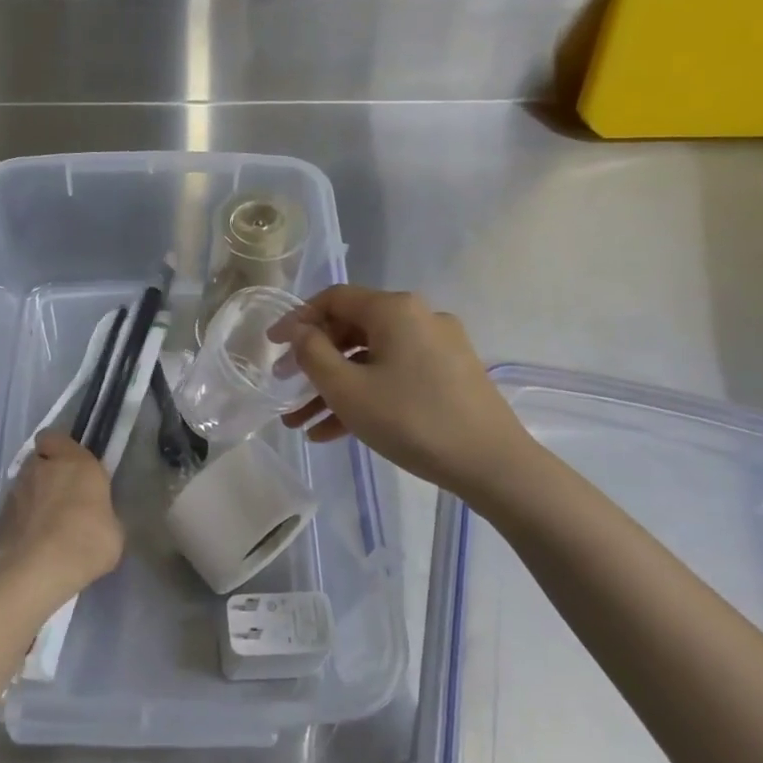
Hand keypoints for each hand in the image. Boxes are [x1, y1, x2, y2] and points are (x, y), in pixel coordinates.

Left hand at [0, 432, 123, 608]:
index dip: (61, 449)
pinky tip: (32, 543)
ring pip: (24, 484)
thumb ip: (102, 513)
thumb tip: (95, 517)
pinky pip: (13, 511)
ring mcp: (15, 491)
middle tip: (62, 497)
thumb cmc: (85, 543)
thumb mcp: (113, 531)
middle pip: (39, 460)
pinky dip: (21, 521)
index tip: (73, 467)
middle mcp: (41, 468)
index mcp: (75, 462)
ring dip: (33, 497)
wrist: (34, 572)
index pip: (56, 437)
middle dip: (47, 472)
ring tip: (46, 526)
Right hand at [279, 286, 535, 500]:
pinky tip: (332, 432)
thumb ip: (313, 354)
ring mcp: (437, 348)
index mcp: (394, 310)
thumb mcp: (347, 389)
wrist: (491, 463)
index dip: (296, 319)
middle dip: (313, 361)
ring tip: (300, 422)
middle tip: (284, 386)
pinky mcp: (447, 376)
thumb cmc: (411, 419)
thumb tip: (301, 332)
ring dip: (333, 387)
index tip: (271, 345)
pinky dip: (363, 396)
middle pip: (351, 329)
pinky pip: (393, 376)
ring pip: (370, 359)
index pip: (334, 299)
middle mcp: (418, 318)